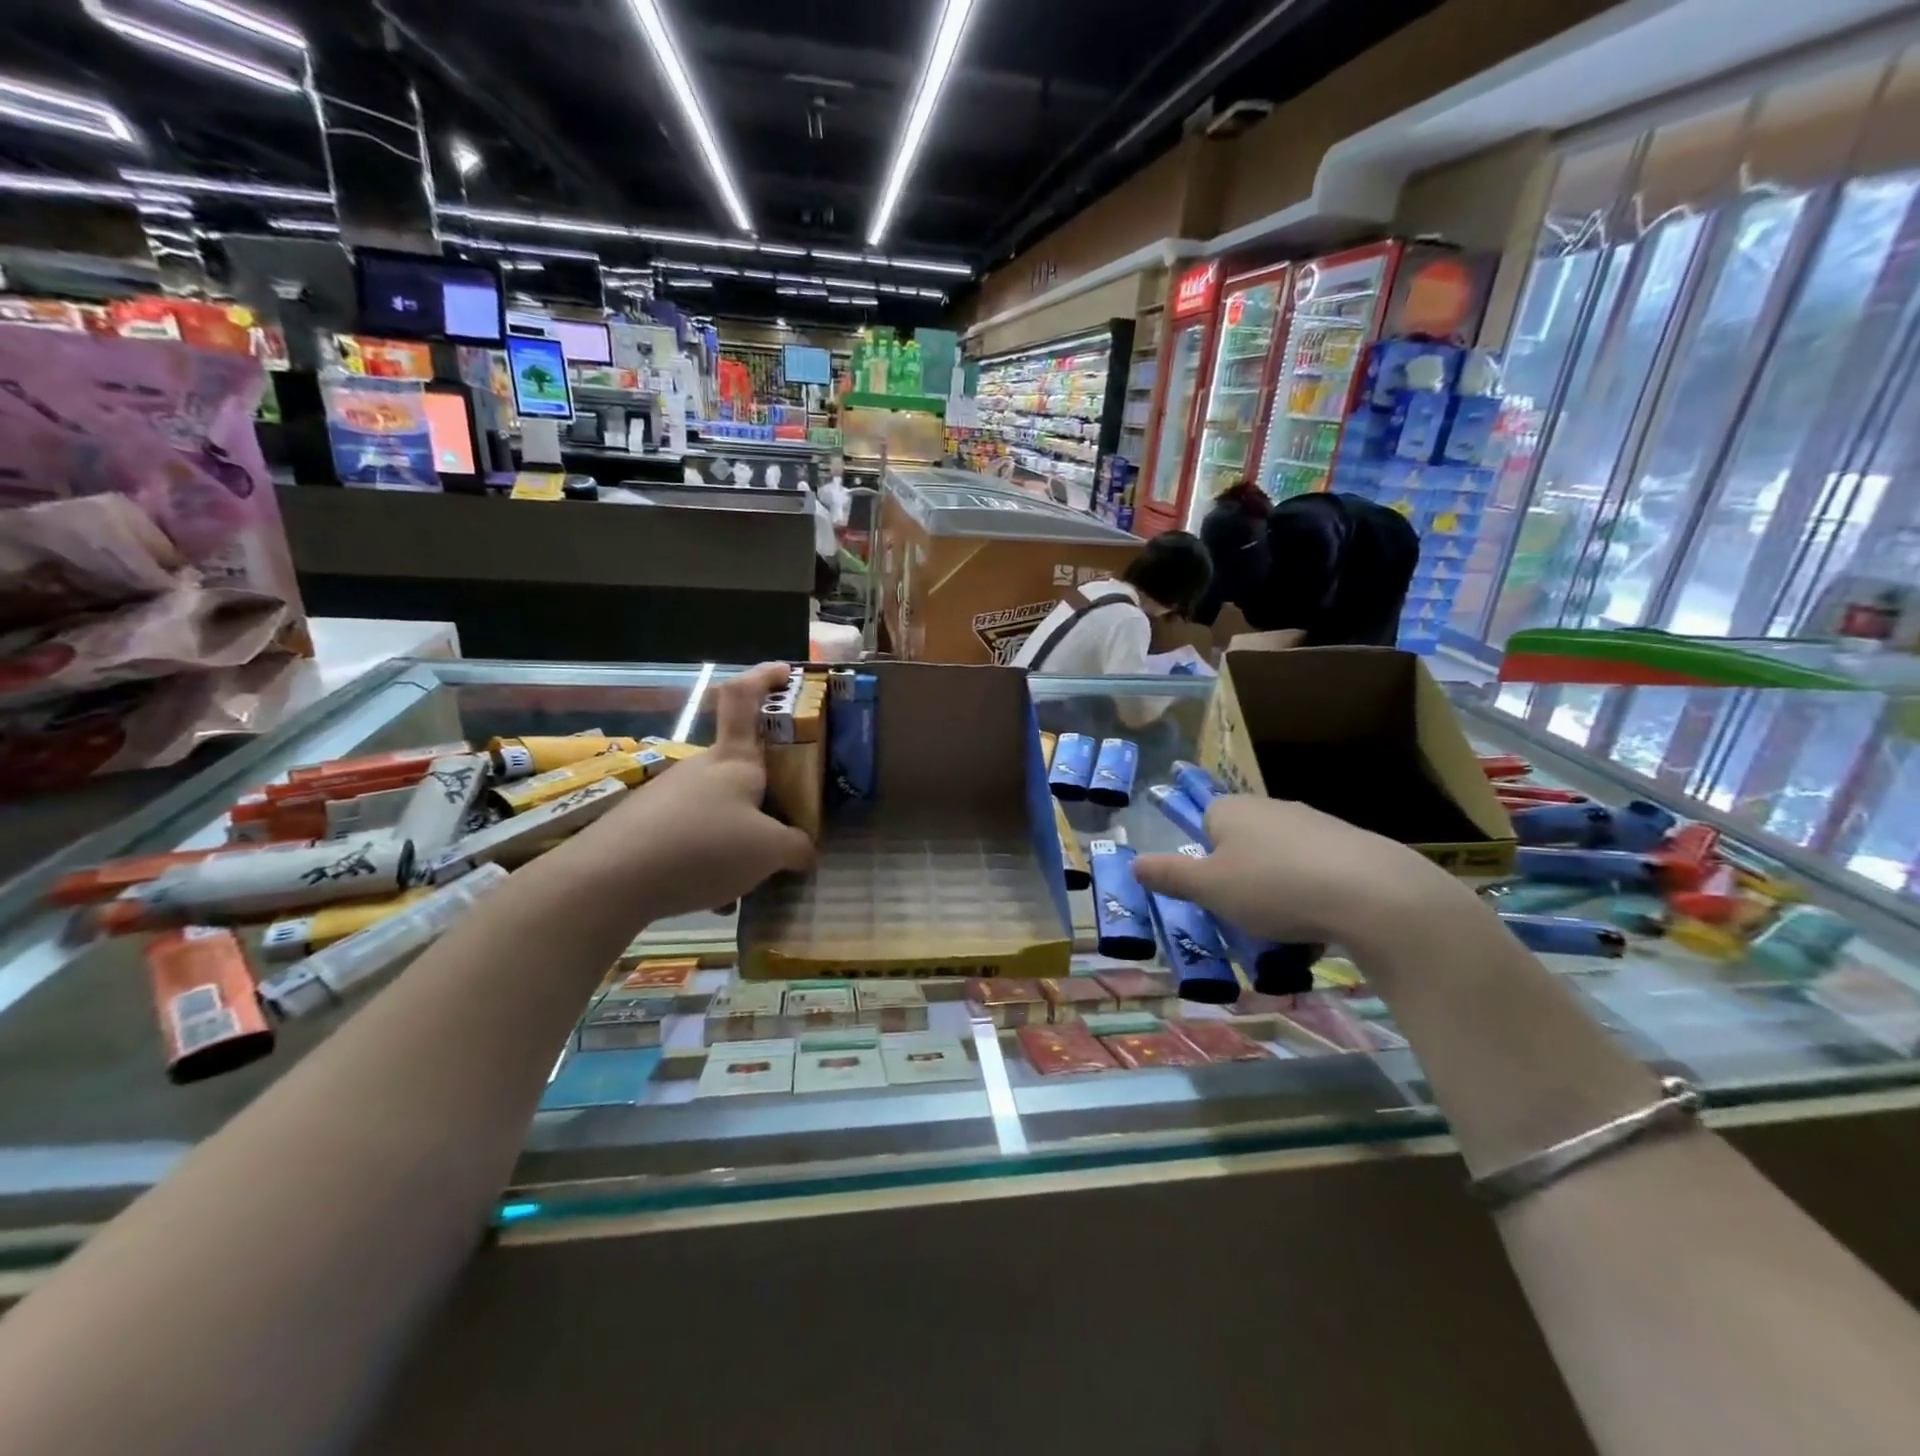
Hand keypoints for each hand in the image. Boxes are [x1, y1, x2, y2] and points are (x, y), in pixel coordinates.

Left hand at [574, 662, 814, 918]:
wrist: (607, 881)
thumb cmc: (702, 847)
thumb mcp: (769, 852)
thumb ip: (796, 848)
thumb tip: (804, 851)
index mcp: (734, 759)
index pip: (745, 697)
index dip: (765, 677)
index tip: (787, 673)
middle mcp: (701, 768)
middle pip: (742, 769)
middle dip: (766, 798)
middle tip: (784, 833)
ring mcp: (668, 794)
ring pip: (719, 811)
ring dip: (737, 841)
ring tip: (745, 883)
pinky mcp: (644, 824)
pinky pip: (691, 837)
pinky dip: (707, 862)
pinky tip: (709, 897)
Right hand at [1133, 795, 1459, 945]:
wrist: (1374, 895)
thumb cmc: (1273, 887)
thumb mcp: (1208, 888)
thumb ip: (1168, 875)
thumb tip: (1134, 863)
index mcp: (1232, 809)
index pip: (1204, 819)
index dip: (1203, 855)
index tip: (1210, 889)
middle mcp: (1271, 807)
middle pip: (1243, 841)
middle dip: (1240, 876)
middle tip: (1242, 915)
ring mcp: (1316, 824)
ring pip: (1281, 859)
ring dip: (1278, 889)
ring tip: (1284, 931)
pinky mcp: (1353, 846)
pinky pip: (1318, 873)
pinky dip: (1314, 896)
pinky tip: (1322, 927)